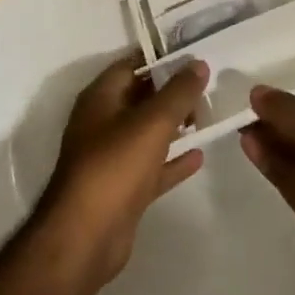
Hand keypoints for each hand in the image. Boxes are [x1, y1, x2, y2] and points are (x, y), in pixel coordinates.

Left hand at [39, 57, 209, 289]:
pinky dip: (173, 160)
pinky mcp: (122, 189)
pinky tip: (199, 155)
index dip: (160, 58)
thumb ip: (178, 91)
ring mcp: (111, 158)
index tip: (193, 55)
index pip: (131, 65)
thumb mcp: (152, 121)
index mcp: (100, 99)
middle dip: (172, 91)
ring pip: (147, 133)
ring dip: (175, 125)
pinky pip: (152, 166)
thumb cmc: (115, 167)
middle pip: (141, 98)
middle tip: (207, 85)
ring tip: (209, 114)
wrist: (85, 238)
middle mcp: (102, 123)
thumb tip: (198, 63)